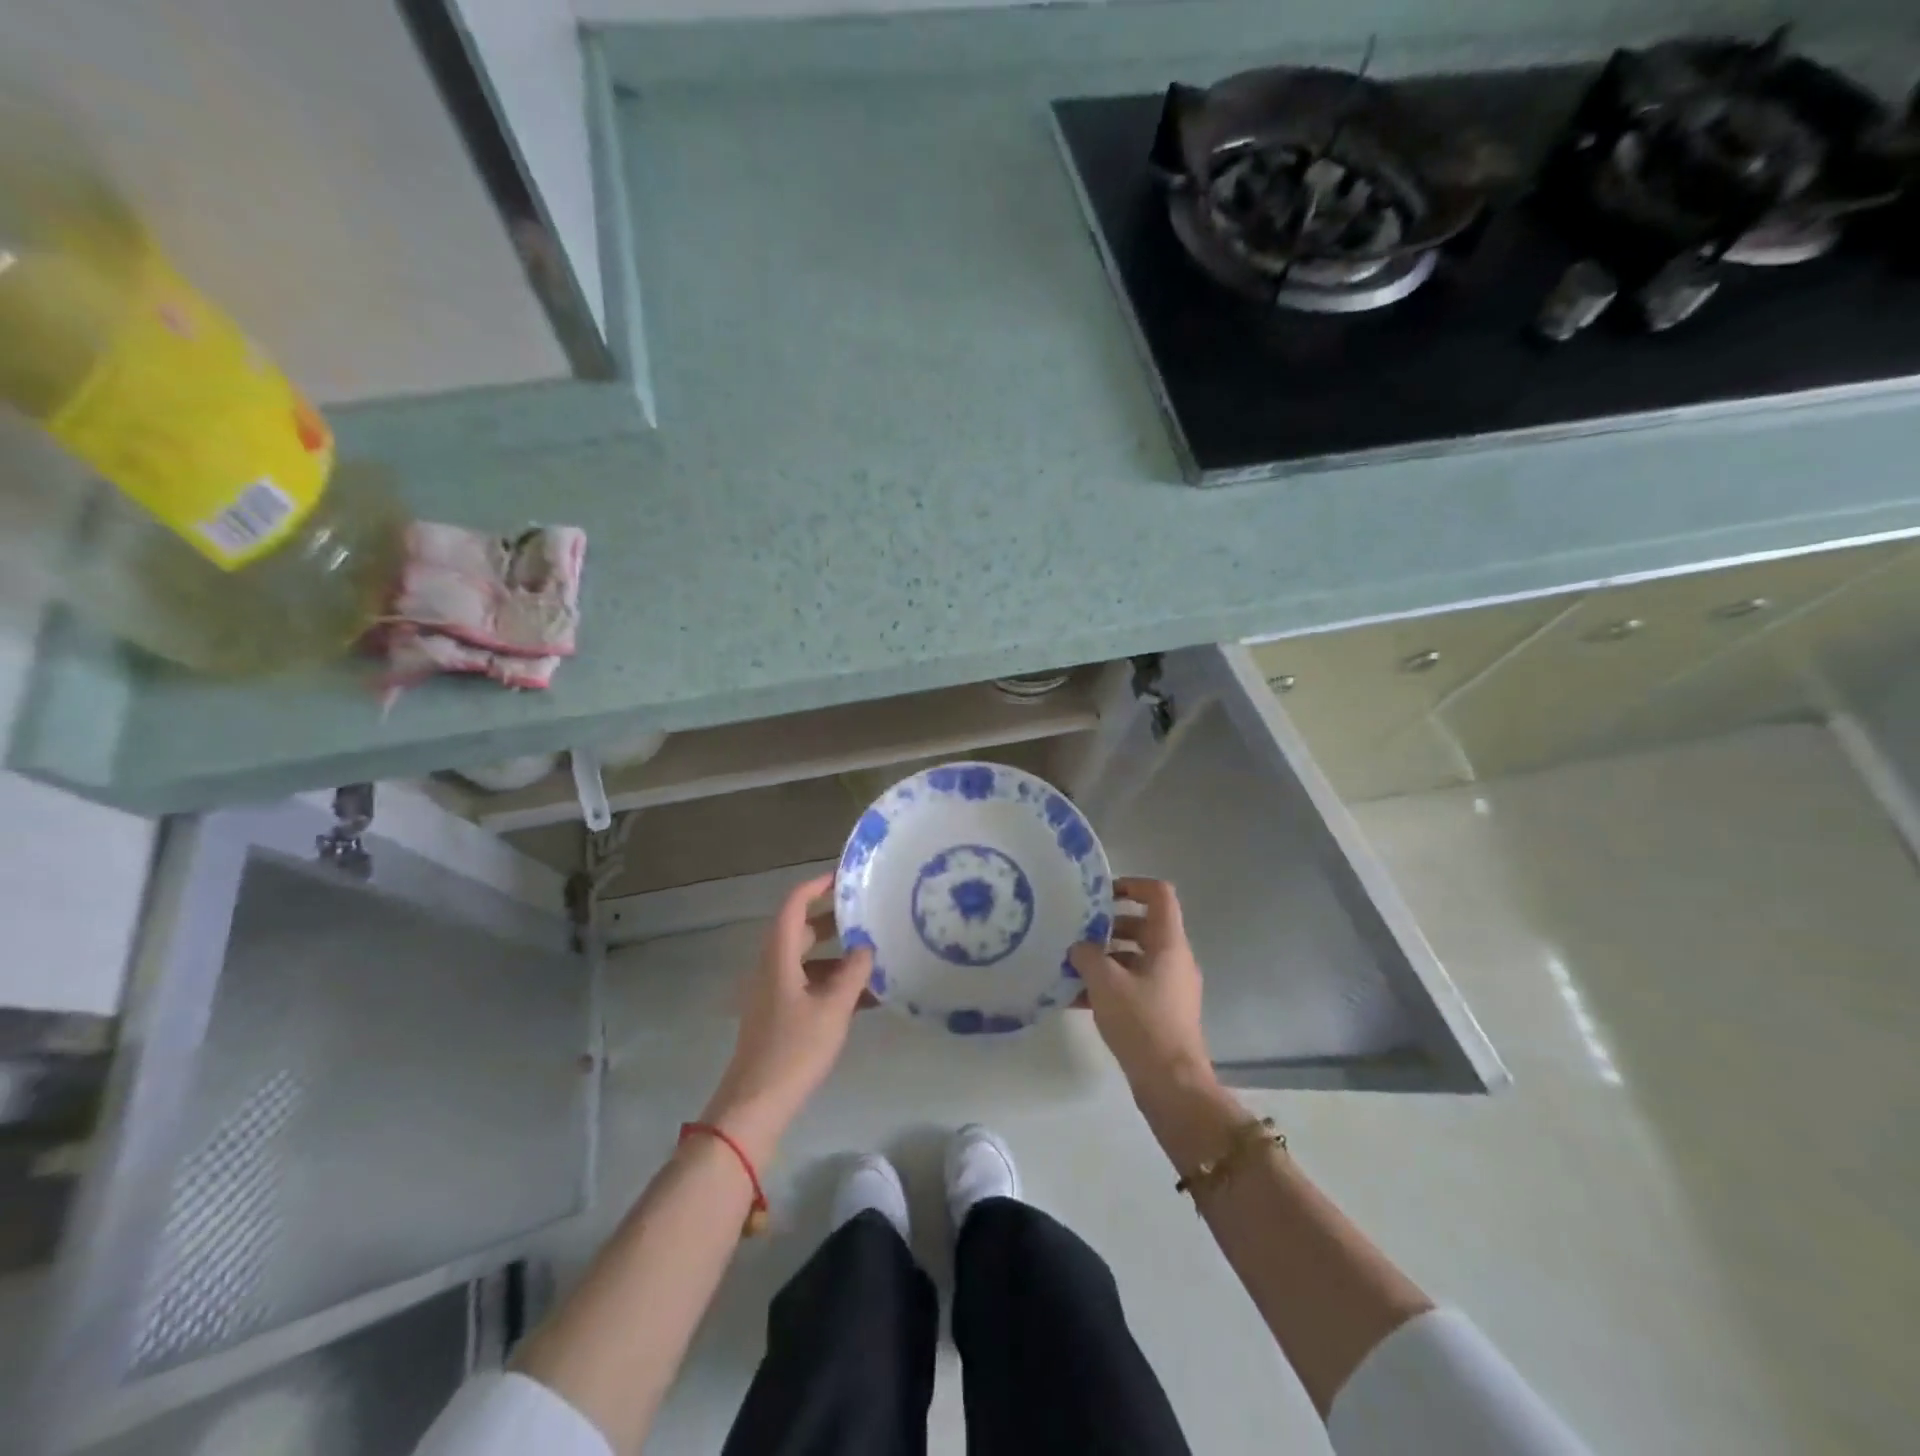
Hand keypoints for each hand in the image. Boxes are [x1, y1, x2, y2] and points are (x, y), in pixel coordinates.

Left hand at [699, 873, 871, 1163]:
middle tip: (866, 914)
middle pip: (800, 931)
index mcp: (778, 957)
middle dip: (833, 921)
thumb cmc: (794, 1050)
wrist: (755, 1105)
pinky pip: (808, 986)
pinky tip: (864, 997)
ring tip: (874, 957)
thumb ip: (853, 973)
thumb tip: (866, 947)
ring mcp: (773, 994)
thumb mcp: (833, 1009)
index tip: (843, 877)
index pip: (793, 906)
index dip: (815, 886)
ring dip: (837, 956)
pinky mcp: (778, 1017)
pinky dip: (832, 984)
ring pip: (806, 961)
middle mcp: (771, 968)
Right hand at [1069, 878, 1214, 1100]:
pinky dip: (1109, 985)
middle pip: (1143, 926)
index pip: (1159, 895)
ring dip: (1104, 958)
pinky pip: (1133, 985)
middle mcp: (1174, 960)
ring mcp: (1170, 987)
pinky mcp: (1162, 1012)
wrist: (1171, 1084)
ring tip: (1070, 966)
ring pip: (1135, 958)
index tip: (1102, 894)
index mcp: (1169, 944)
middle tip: (1077, 932)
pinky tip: (1076, 998)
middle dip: (1108, 926)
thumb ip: (1088, 956)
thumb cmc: (1142, 1023)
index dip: (1132, 885)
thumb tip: (1079, 946)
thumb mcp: (1105, 983)